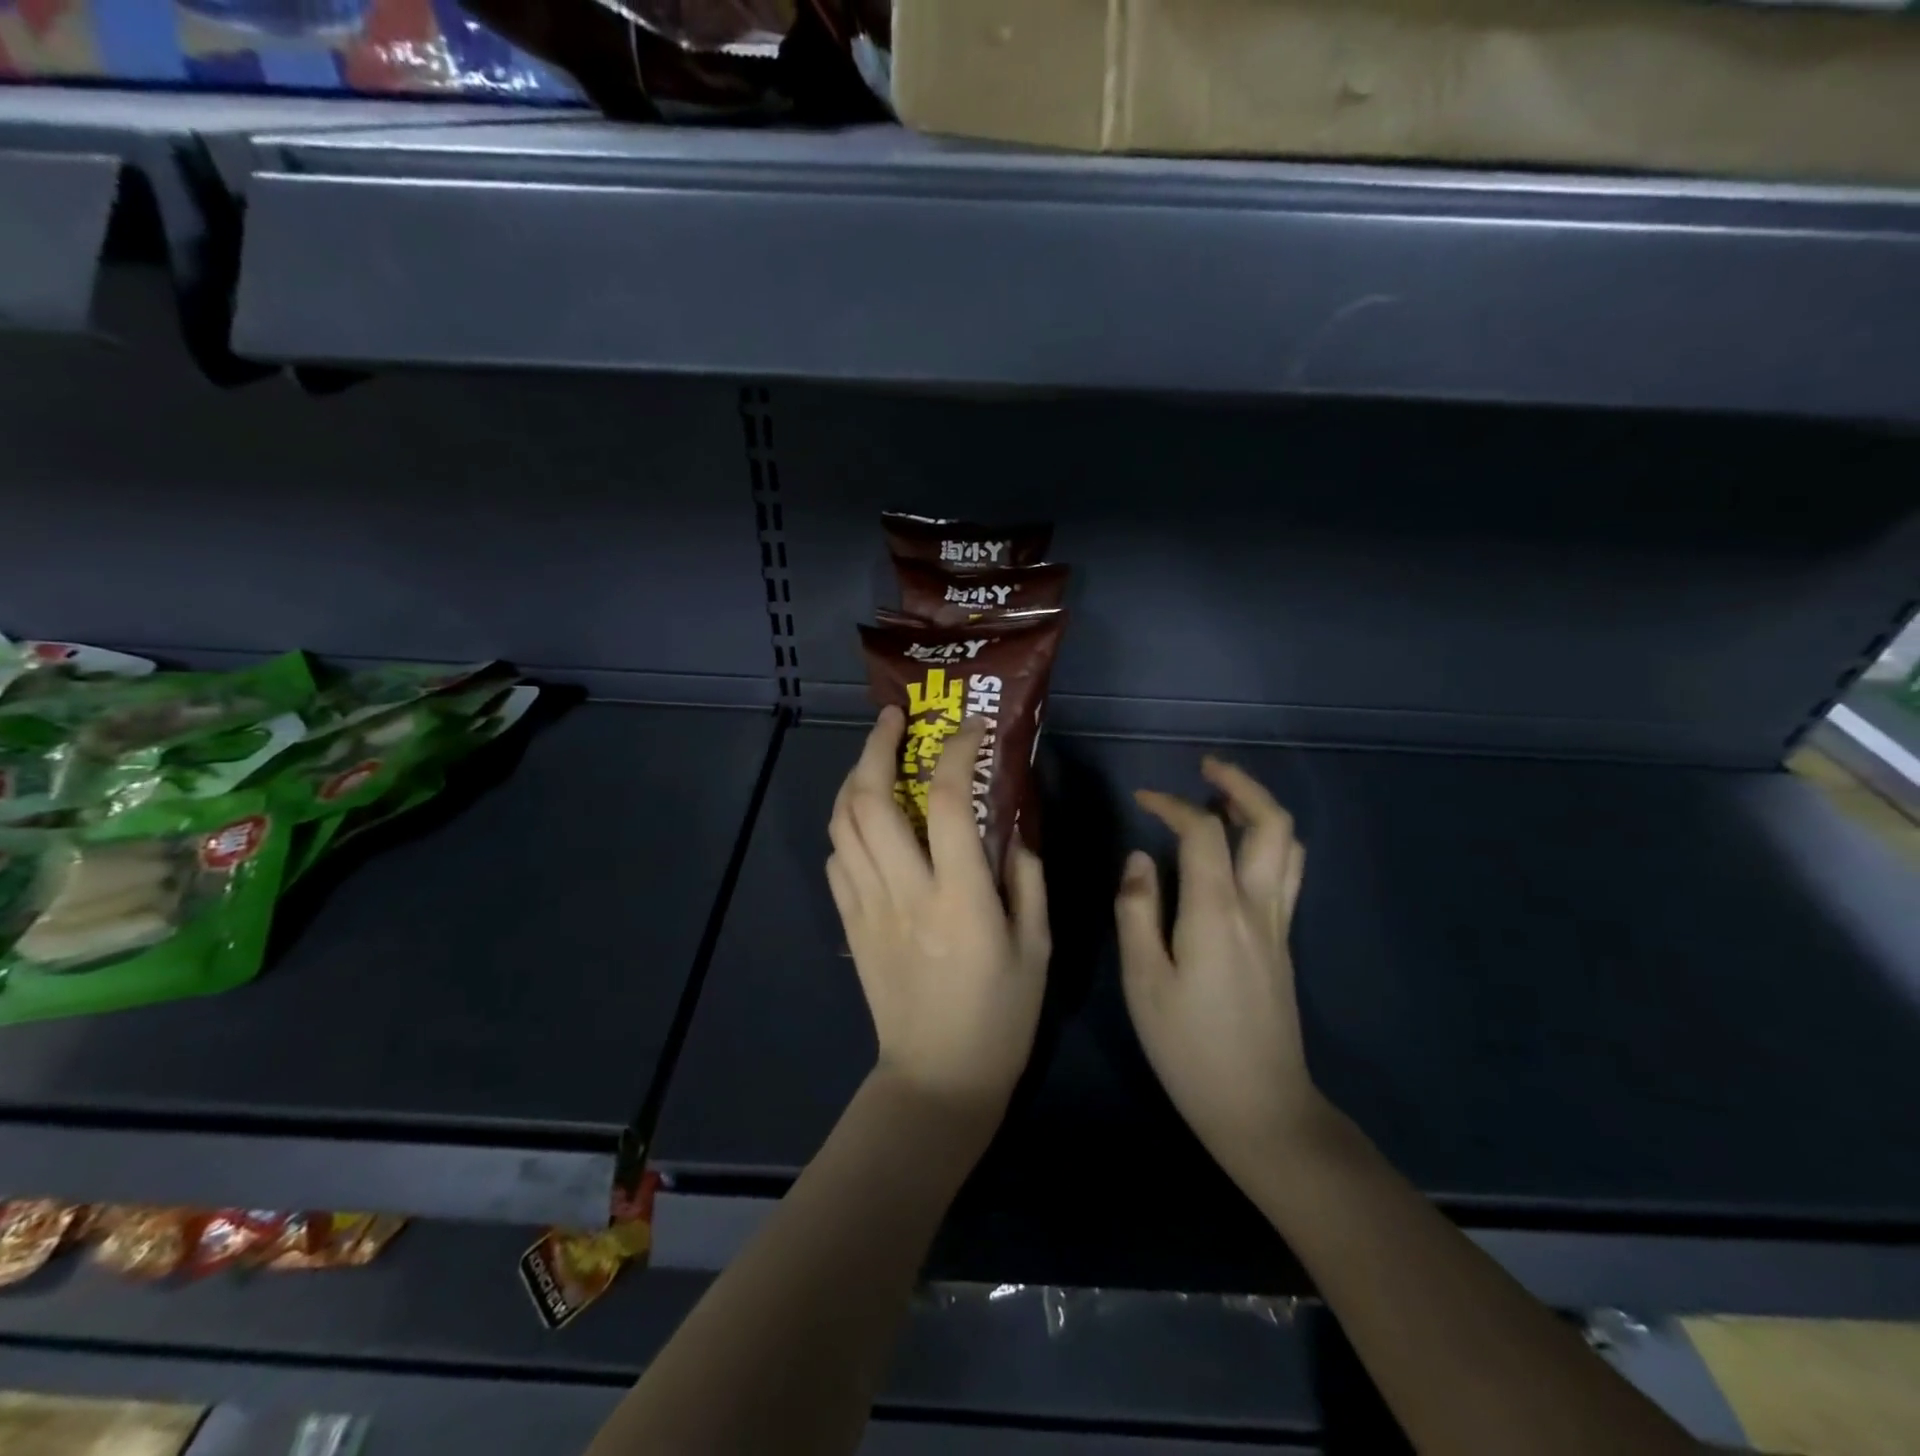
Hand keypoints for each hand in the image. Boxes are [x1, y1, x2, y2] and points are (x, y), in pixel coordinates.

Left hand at [827, 707, 1050, 1120]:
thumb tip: (1011, 826)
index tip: (972, 729)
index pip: (949, 801)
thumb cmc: (1001, 1016)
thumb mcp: (1037, 946)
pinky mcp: (852, 925)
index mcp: (960, 897)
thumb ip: (1027, 878)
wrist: (938, 1080)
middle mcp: (905, 891)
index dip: (958, 752)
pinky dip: (847, 826)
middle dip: (878, 746)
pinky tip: (866, 820)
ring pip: (843, 824)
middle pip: (872, 800)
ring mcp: (869, 907)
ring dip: (855, 778)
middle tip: (895, 718)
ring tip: (876, 755)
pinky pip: (837, 860)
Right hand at [1117, 757, 1320, 1187]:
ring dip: (1259, 811)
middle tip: (1207, 768)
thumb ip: (1137, 912)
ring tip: (1223, 799)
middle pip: (1270, 824)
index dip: (1172, 804)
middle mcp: (1258, 907)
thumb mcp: (1143, 981)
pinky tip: (1236, 852)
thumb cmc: (1189, 1047)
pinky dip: (1265, 842)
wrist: (1261, 1107)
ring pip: (1289, 847)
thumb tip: (1140, 860)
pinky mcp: (1284, 944)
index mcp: (1217, 911)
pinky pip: (1286, 873)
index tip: (1143, 799)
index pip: (1203, 832)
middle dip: (1241, 785)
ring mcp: (1279, 925)